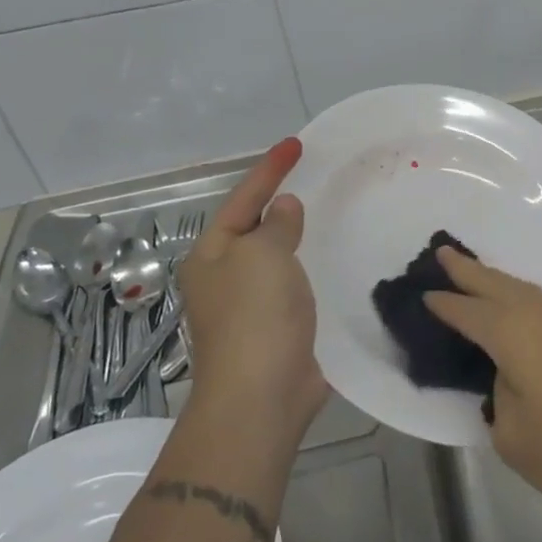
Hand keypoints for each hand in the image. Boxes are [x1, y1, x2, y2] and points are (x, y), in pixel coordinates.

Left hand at [175, 137, 329, 444]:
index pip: (243, 199)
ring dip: (295, 235)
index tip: (296, 143)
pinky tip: (328, 260)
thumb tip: (283, 208)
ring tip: (323, 211)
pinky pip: (293, 284)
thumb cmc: (255, 316)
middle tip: (310, 175)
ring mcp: (249, 306)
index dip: (270, 169)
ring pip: (275, 257)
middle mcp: (224, 277)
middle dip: (277, 201)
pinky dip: (308, 266)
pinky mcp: (276, 329)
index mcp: (212, 255)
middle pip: (254, 227)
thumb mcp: (264, 255)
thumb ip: (276, 224)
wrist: (261, 397)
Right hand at [423, 247, 541, 514]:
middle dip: (467, 269)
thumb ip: (500, 403)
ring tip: (479, 277)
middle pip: (494, 283)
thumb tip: (509, 382)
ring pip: (523, 289)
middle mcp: (539, 312)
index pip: (466, 312)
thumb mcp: (516, 438)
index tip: (422, 294)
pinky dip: (523, 298)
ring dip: (497, 281)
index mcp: (511, 331)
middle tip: (443, 252)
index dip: (443, 304)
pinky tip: (525, 310)